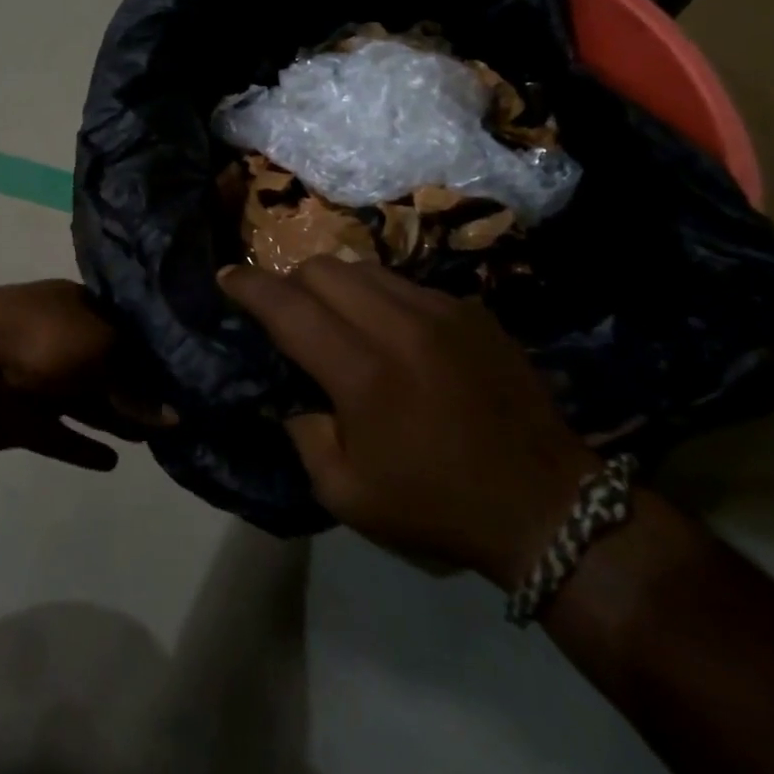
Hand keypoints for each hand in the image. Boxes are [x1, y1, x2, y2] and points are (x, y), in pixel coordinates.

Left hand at [0, 280, 174, 472]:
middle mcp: (60, 338)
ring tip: (151, 440)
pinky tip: (111, 463)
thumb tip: (172, 416)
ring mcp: (38, 378)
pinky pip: (60, 434)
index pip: (124, 327)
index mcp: (76, 306)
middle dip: (138, 389)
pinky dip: (82, 447)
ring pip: (86, 401)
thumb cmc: (44, 339)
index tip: (184, 377)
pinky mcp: (22, 417)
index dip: (153, 352)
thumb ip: (137, 385)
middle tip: (175, 415)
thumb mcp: (104, 349)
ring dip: (116, 418)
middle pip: (107, 366)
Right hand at [218, 259, 596, 587]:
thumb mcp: (344, 492)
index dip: (248, 287)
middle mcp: (400, 326)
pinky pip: (404, 283)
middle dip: (290, 283)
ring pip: (363, 267)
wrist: (547, 505)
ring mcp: (442, 310)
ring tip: (334, 318)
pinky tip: (388, 333)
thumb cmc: (436, 505)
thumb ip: (301, 432)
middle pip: (322, 268)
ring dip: (333, 285)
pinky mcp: (471, 311)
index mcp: (363, 373)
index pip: (287, 306)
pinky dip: (378, 298)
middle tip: (285, 314)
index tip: (225, 278)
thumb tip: (288, 391)